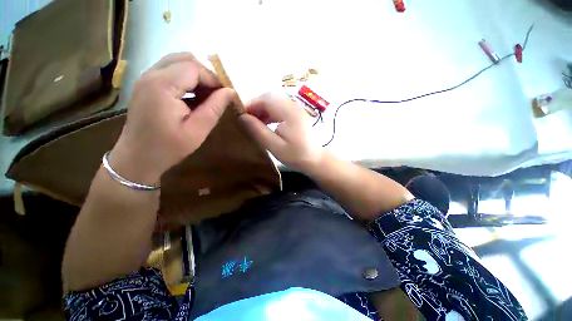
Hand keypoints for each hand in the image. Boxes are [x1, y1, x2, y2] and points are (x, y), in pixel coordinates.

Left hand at [110, 53, 235, 185]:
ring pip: (178, 62)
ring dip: (197, 76)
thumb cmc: (169, 147)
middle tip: (217, 94)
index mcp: (162, 85)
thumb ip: (215, 107)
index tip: (226, 95)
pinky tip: (193, 97)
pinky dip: (186, 79)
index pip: (194, 68)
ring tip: (207, 96)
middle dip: (206, 74)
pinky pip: (171, 71)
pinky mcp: (146, 84)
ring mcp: (146, 78)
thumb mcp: (198, 130)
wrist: (137, 158)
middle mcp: (151, 75)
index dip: (214, 79)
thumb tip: (231, 91)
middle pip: (185, 59)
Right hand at [239, 93, 323, 171]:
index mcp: (289, 113)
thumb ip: (259, 131)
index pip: (266, 99)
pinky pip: (279, 108)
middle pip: (270, 98)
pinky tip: (266, 123)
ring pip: (274, 102)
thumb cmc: (297, 155)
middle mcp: (293, 106)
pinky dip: (270, 113)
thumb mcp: (275, 146)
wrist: (315, 159)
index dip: (251, 104)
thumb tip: (243, 118)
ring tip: (255, 123)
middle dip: (256, 107)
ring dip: (263, 110)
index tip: (241, 116)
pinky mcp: (296, 114)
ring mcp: (296, 109)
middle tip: (247, 121)